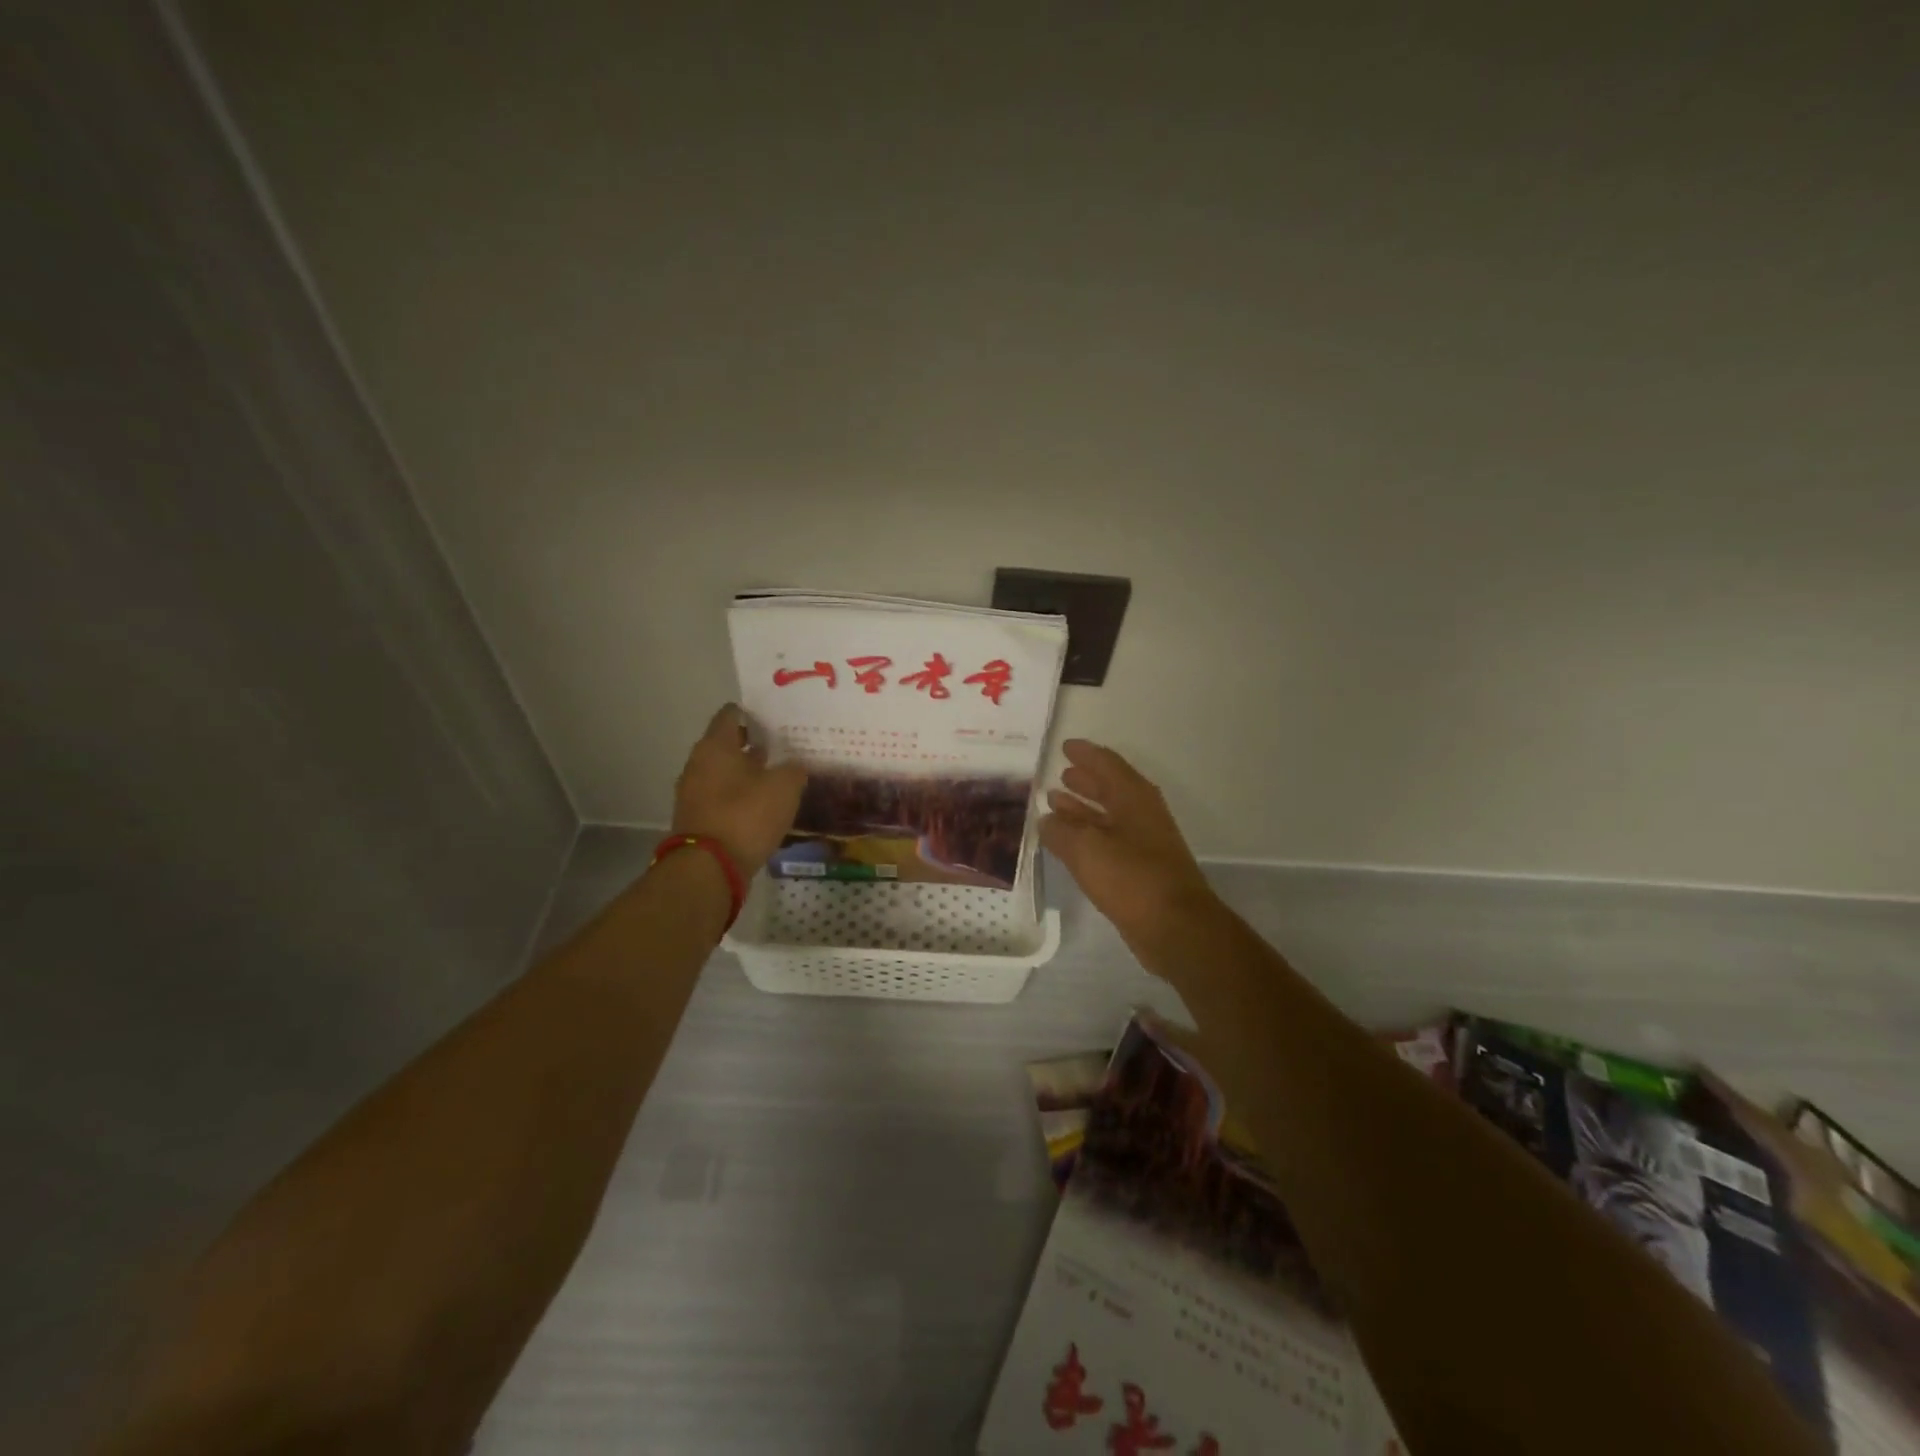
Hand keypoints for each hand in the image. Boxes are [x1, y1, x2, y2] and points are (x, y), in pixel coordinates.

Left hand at [671, 705, 807, 871]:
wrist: (709, 868)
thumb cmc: (746, 816)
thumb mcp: (785, 787)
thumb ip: (794, 769)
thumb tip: (795, 765)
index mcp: (716, 745)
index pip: (732, 714)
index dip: (755, 714)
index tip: (777, 720)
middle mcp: (698, 762)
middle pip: (727, 744)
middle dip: (754, 745)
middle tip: (785, 749)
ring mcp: (693, 792)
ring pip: (724, 772)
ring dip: (747, 773)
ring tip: (778, 778)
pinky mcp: (696, 818)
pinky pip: (721, 797)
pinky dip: (739, 797)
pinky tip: (763, 806)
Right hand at [1040, 740, 1216, 943]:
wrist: (1175, 927)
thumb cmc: (1132, 878)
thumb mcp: (1086, 849)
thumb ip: (1061, 831)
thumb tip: (1045, 819)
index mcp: (1133, 797)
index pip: (1107, 764)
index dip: (1085, 754)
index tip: (1064, 746)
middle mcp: (1140, 814)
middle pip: (1109, 788)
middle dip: (1084, 780)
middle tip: (1060, 774)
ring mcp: (1143, 842)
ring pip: (1107, 816)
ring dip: (1083, 808)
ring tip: (1055, 802)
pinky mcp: (1140, 870)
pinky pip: (1108, 841)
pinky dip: (1087, 835)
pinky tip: (1067, 843)